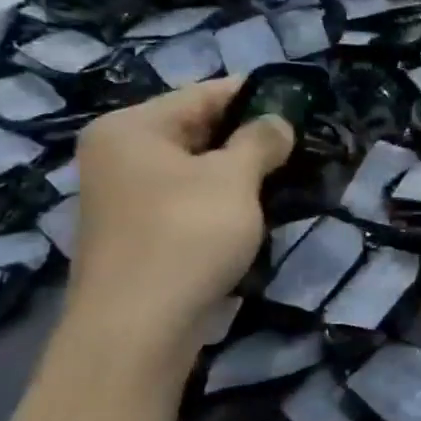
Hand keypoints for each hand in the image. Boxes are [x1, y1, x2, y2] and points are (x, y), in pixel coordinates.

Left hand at [70, 80, 294, 342]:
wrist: (138, 326)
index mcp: (132, 128)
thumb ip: (260, 141)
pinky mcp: (139, 231)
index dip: (255, 94)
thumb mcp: (234, 179)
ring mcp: (125, 196)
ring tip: (288, 171)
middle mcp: (119, 154)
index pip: (203, 94)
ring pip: (195, 167)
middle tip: (301, 139)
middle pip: (196, 128)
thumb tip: (278, 122)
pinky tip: (255, 206)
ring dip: (239, 168)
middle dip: (249, 134)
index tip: (300, 99)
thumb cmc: (186, 235)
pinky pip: (188, 197)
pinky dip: (222, 196)